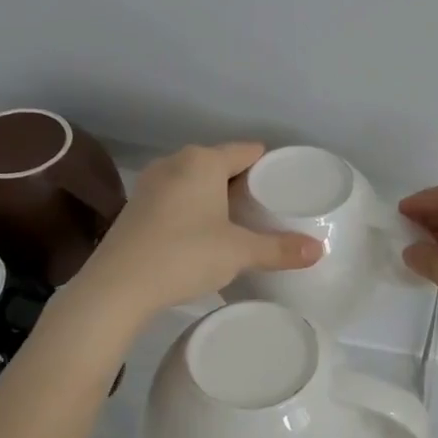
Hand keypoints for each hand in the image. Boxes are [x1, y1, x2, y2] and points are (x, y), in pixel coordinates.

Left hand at [72, 143, 322, 326]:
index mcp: (203, 161)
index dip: (269, 166)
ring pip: (196, 181)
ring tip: (239, 222)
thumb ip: (279, 249)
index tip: (286, 186)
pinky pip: (177, 197)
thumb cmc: (184, 255)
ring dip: (216, 197)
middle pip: (221, 164)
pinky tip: (203, 233)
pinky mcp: (136, 206)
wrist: (117, 286)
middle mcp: (175, 162)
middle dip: (243, 183)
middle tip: (268, 209)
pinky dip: (194, 208)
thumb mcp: (239, 252)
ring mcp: (151, 183)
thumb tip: (320, 250)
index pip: (247, 151)